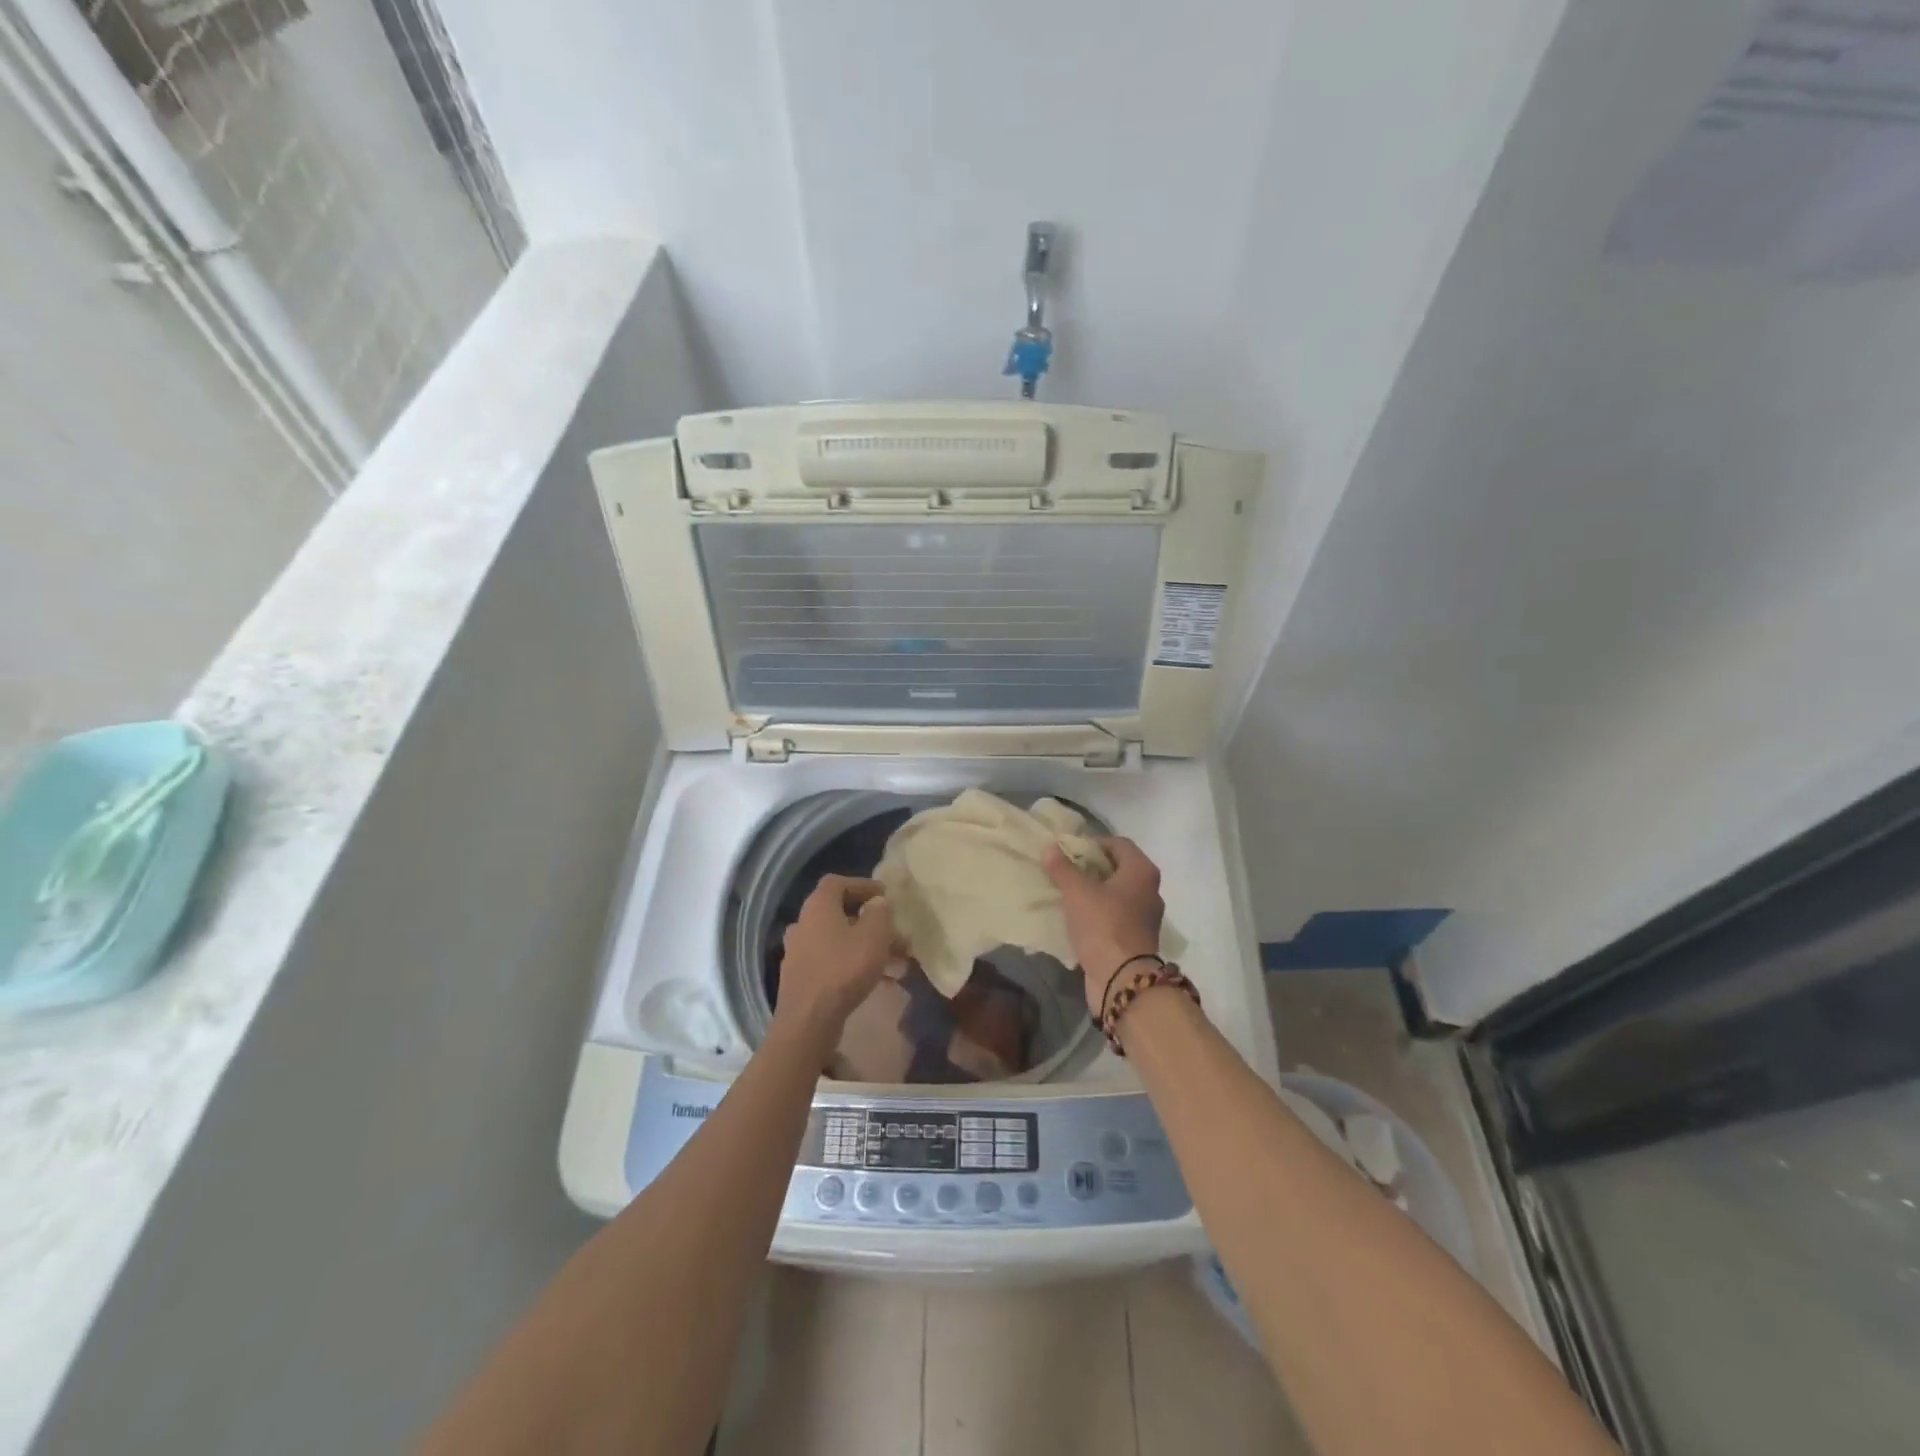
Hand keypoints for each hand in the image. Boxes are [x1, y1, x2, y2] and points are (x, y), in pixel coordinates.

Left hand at [775, 875, 896, 1041]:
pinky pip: (832, 961)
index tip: (885, 895)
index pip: (838, 882)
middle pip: (839, 912)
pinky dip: (854, 964)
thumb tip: (876, 904)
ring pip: (838, 939)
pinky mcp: (801, 977)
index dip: (863, 885)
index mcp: (817, 906)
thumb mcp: (874, 935)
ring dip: (865, 945)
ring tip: (895, 960)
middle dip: (869, 920)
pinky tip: (879, 981)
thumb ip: (879, 913)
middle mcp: (803, 923)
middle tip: (893, 931)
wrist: (808, 1020)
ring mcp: (799, 951)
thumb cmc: (844, 969)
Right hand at [1044, 837, 1165, 1017]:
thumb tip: (1050, 847)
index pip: (1119, 844)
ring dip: (1094, 891)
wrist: (1122, 979)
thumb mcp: (1077, 892)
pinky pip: (1115, 916)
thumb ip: (1062, 868)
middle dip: (1092, 867)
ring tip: (1067, 892)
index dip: (1093, 843)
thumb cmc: (1103, 924)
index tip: (1069, 850)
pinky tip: (1077, 917)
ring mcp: (1145, 916)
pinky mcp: (1136, 938)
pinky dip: (1098, 913)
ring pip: (1116, 894)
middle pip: (1118, 869)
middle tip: (1065, 870)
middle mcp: (1150, 890)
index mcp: (1142, 871)